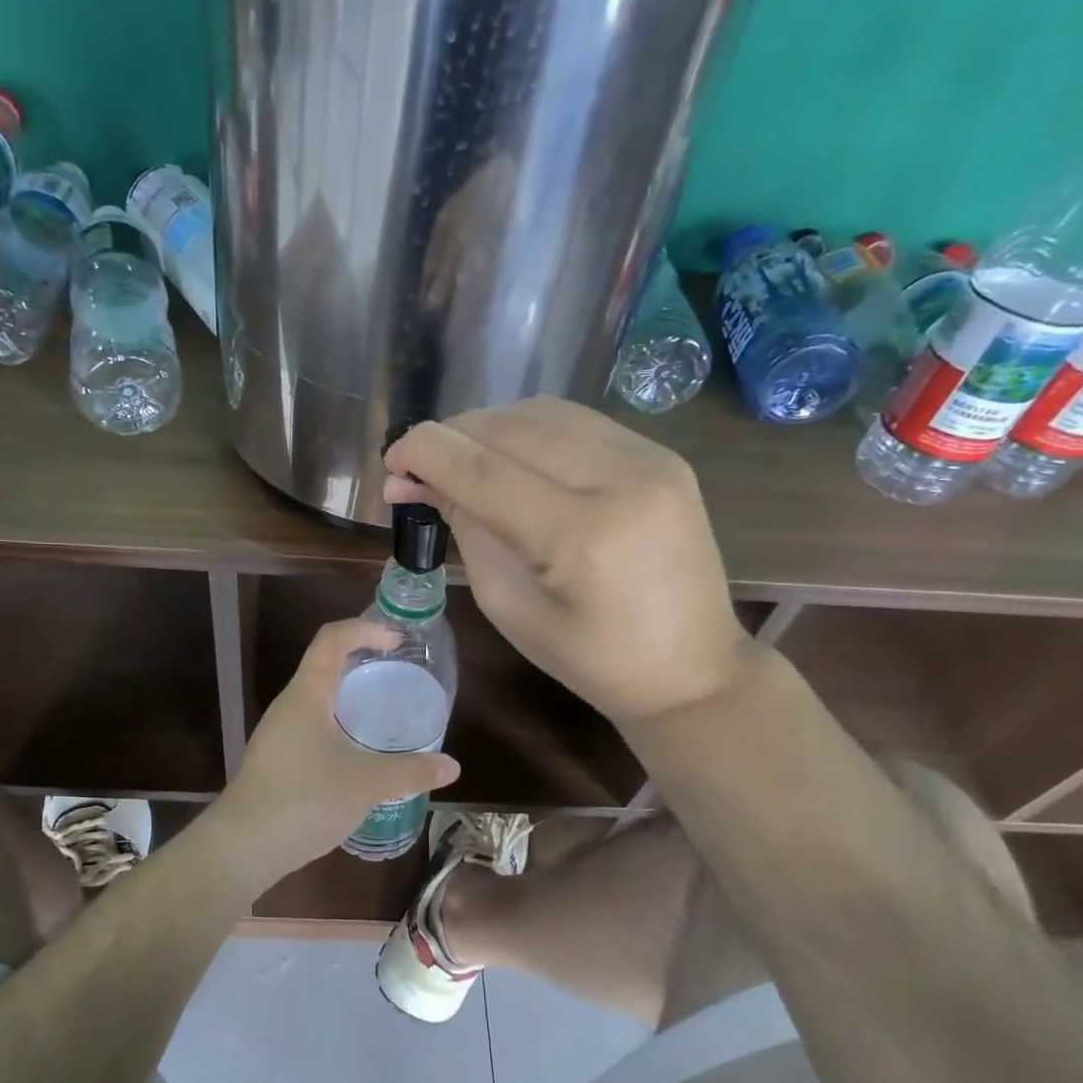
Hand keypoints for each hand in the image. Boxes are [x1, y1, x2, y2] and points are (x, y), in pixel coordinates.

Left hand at [215, 620, 460, 883]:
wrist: (242, 847)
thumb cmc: (305, 800)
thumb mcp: (367, 784)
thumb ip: (411, 772)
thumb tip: (453, 767)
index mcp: (307, 694)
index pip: (332, 639)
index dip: (364, 629)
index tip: (396, 640)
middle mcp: (288, 705)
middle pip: (323, 664)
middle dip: (360, 661)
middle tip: (396, 674)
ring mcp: (276, 733)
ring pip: (316, 699)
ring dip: (347, 696)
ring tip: (381, 713)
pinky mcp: (273, 759)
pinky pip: (309, 726)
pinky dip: (336, 725)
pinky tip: (355, 753)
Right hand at [384, 399, 752, 728]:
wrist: (692, 669)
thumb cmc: (591, 660)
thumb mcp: (510, 607)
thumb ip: (466, 532)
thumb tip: (418, 482)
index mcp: (581, 536)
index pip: (483, 470)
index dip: (426, 454)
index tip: (390, 460)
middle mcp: (621, 479)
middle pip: (510, 427)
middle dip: (451, 438)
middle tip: (416, 468)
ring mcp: (651, 458)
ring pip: (542, 413)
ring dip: (487, 428)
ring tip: (458, 461)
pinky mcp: (661, 454)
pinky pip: (577, 422)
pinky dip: (528, 430)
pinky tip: (508, 456)